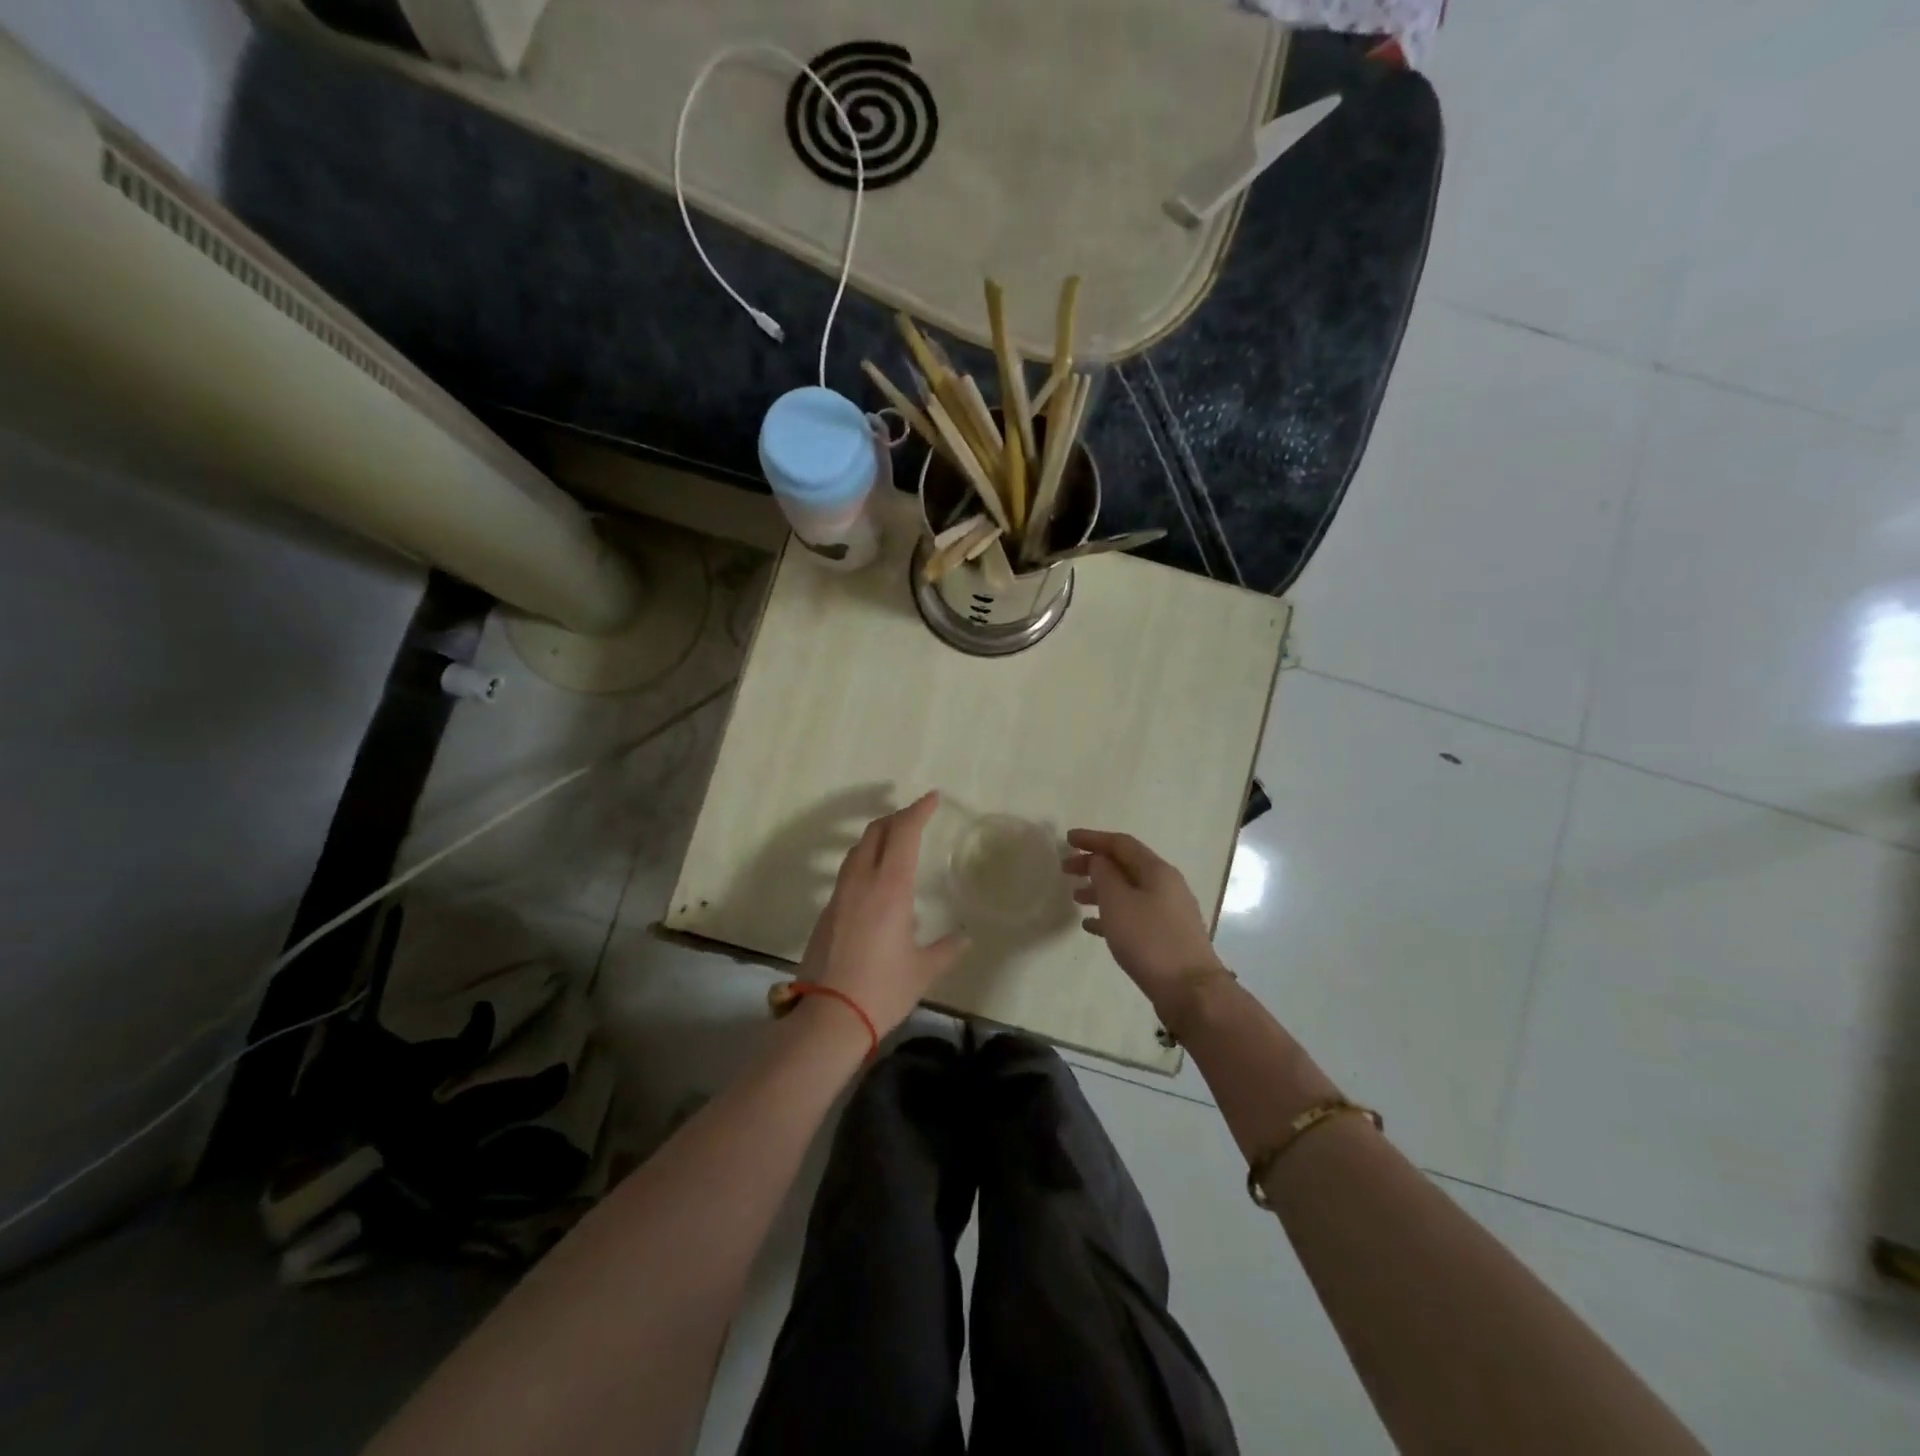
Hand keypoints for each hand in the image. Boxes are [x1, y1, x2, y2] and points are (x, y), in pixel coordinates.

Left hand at [799, 791, 968, 1035]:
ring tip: (894, 841)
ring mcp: (840, 896)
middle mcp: (862, 882)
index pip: (903, 833)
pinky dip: (865, 862)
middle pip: (875, 832)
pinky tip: (877, 884)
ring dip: (876, 836)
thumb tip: (964, 938)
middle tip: (915, 816)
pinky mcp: (826, 912)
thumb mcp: (923, 970)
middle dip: (896, 817)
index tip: (932, 798)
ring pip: (857, 850)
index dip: (918, 810)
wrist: (829, 1016)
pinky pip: (848, 873)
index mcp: (890, 888)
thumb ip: (946, 949)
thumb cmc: (883, 989)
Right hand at [1063, 829, 1224, 1014]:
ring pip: (1128, 891)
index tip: (1067, 839)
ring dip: (1100, 890)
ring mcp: (1169, 911)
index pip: (1121, 843)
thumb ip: (1104, 874)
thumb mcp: (1118, 902)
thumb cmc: (1149, 940)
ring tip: (1075, 898)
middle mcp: (1166, 885)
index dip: (1093, 839)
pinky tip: (1091, 926)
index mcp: (1156, 871)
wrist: (1190, 990)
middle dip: (1094, 864)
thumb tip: (1099, 860)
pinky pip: (1133, 914)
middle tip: (1066, 869)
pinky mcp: (1167, 935)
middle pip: (1125, 865)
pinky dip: (1111, 914)